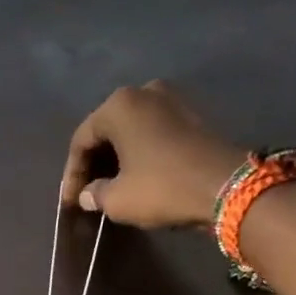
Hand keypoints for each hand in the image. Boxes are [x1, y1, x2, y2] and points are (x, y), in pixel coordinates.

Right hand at [59, 81, 245, 228]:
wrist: (225, 186)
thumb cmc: (161, 187)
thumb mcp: (117, 199)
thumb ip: (95, 194)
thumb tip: (88, 194)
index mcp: (119, 105)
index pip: (81, 140)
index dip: (71, 174)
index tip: (70, 202)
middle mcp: (143, 92)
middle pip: (106, 130)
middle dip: (93, 163)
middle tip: (86, 193)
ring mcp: (172, 100)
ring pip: (131, 131)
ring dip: (116, 158)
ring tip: (108, 187)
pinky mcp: (191, 115)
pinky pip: (152, 133)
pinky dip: (139, 153)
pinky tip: (134, 176)